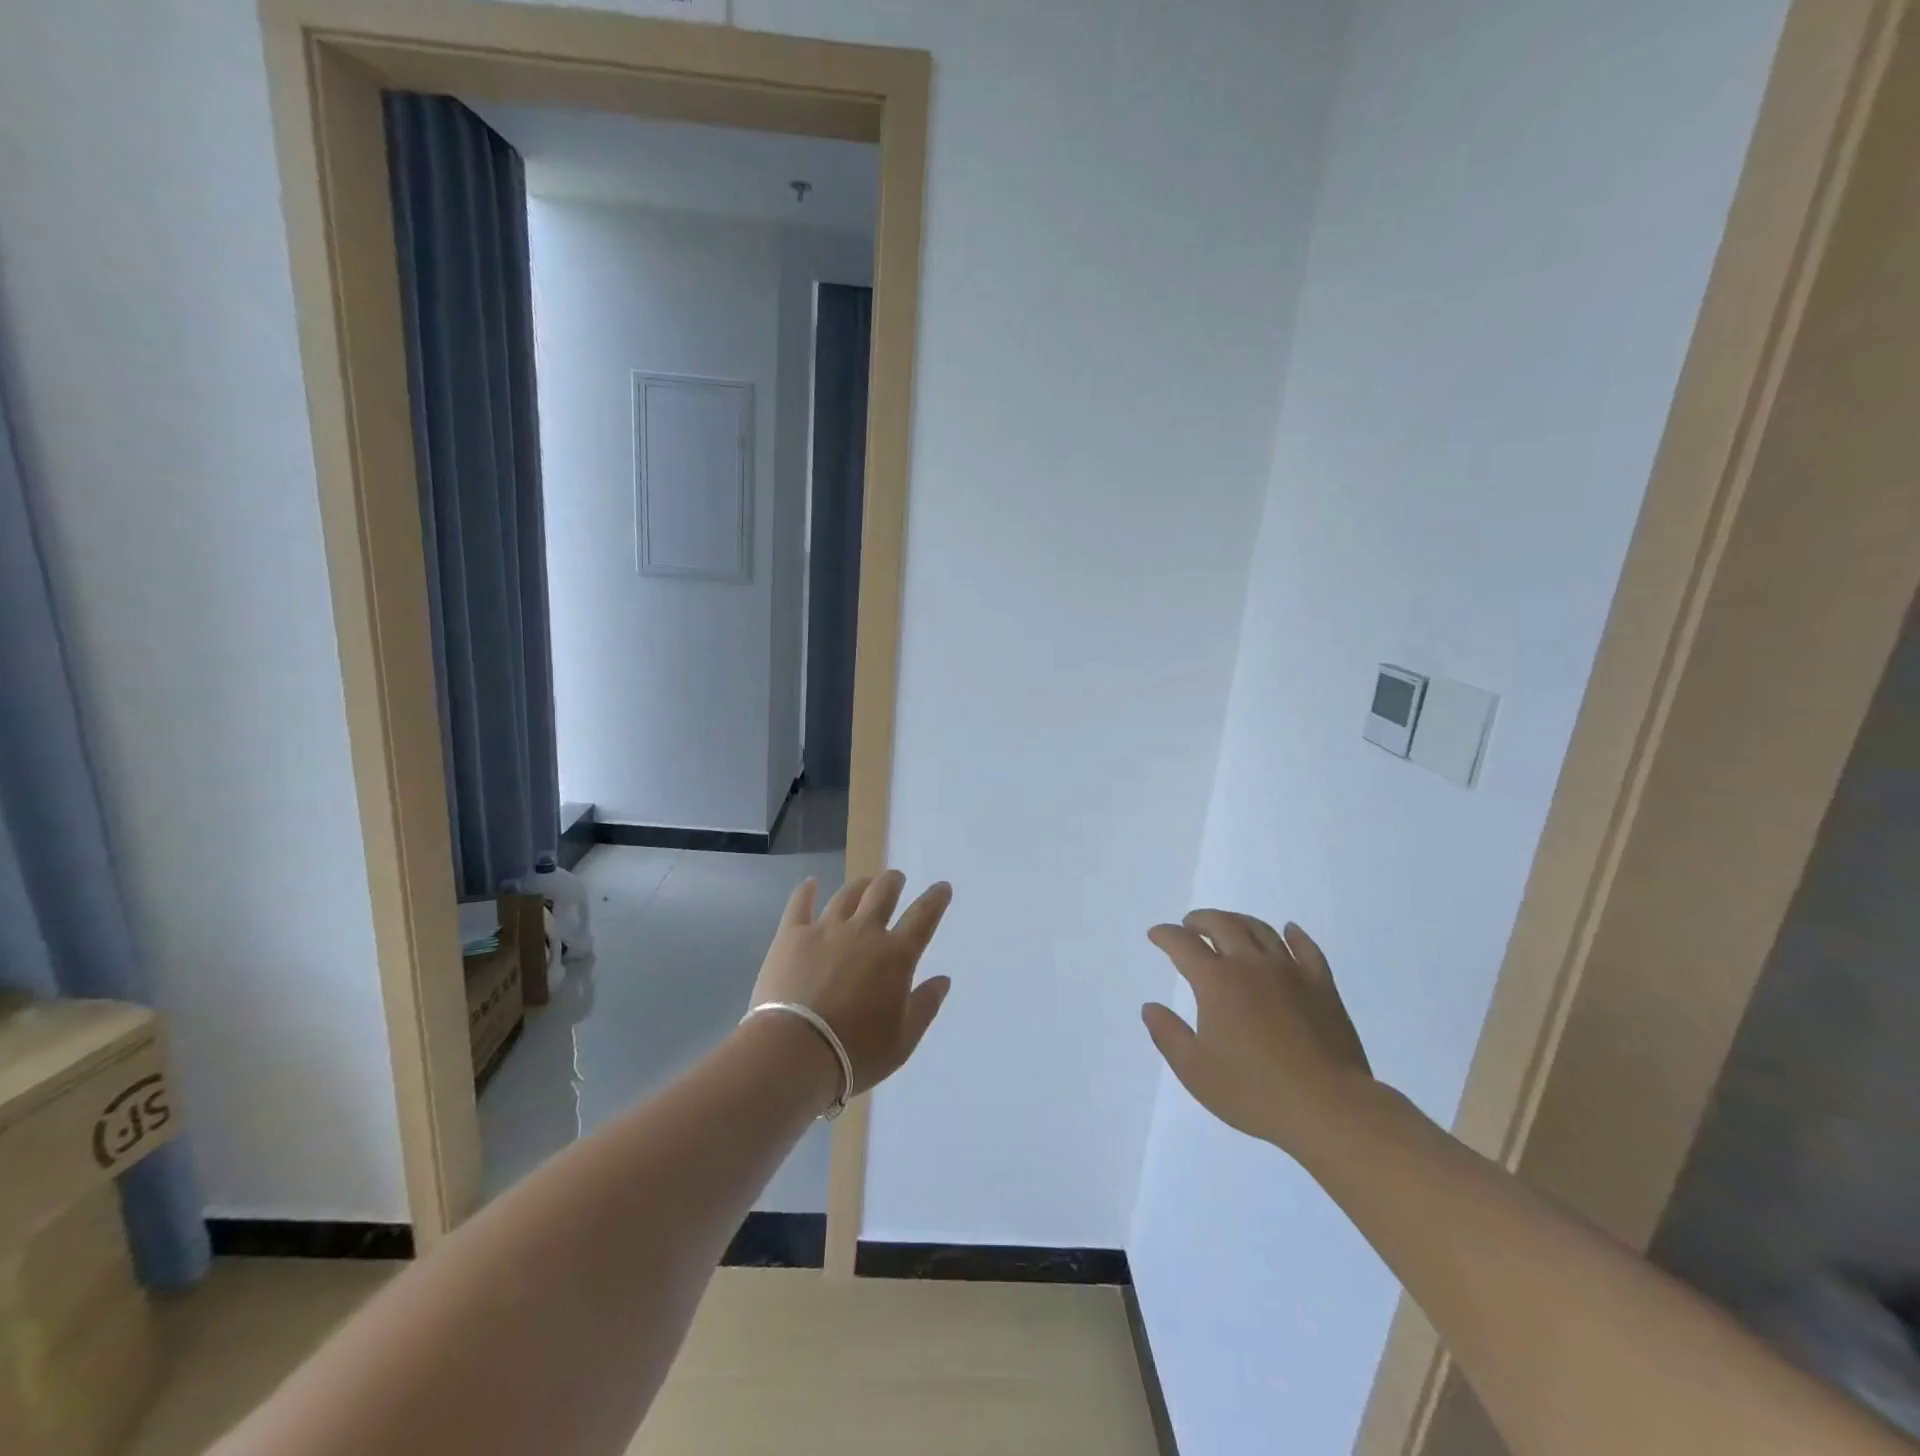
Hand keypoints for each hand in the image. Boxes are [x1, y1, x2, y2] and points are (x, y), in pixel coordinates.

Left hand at [749, 871, 952, 1096]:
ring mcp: (825, 929)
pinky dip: (807, 890)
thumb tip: (943, 979)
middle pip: (883, 893)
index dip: (936, 899)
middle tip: (896, 879)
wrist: (794, 1052)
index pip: (923, 917)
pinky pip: (800, 903)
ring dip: (860, 885)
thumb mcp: (903, 1041)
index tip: (942, 888)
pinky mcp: (791, 935)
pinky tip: (810, 883)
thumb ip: (925, 1005)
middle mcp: (864, 932)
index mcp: (896, 955)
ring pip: (847, 894)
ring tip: (864, 884)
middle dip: (893, 881)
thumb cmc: (855, 1052)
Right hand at [1143, 912, 1376, 1156]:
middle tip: (1189, 924)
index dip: (1165, 935)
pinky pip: (1306, 948)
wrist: (1329, 1108)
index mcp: (1217, 982)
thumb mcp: (1195, 1071)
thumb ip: (1168, 1034)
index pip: (1183, 944)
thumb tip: (1150, 1007)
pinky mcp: (1322, 986)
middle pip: (1222, 925)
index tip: (1156, 934)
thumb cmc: (1254, 1092)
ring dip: (1239, 921)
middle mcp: (1251, 965)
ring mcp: (1290, 972)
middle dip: (1200, 920)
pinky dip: (1294, 935)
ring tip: (1229, 925)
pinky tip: (1289, 931)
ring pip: (1261, 930)